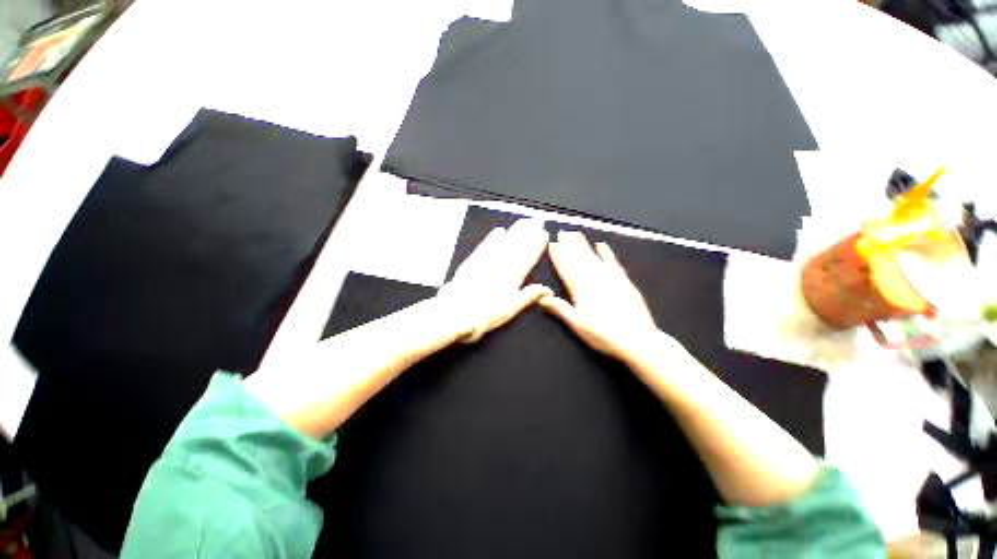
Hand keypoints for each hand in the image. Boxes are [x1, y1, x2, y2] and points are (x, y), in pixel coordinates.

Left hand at [438, 218, 551, 342]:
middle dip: (528, 234)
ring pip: (503, 243)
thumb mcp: (513, 308)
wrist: (457, 312)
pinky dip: (493, 238)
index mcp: (513, 277)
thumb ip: (530, 295)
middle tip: (535, 222)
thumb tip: (547, 289)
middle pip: (517, 247)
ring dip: (514, 232)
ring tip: (522, 223)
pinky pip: (486, 246)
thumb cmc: (486, 313)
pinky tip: (498, 231)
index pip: (528, 257)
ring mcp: (486, 262)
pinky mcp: (472, 262)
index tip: (543, 234)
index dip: (537, 245)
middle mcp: (500, 266)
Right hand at [539, 231, 660, 361]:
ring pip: (593, 257)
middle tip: (562, 232)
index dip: (558, 257)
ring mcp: (610, 278)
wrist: (638, 340)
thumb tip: (541, 297)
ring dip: (583, 245)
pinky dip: (606, 253)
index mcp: (581, 290)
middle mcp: (594, 280)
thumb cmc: (604, 335)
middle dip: (569, 245)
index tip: (552, 245)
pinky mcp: (624, 280)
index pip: (566, 269)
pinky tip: (602, 245)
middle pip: (579, 259)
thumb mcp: (578, 325)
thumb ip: (560, 309)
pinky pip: (612, 262)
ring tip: (575, 234)